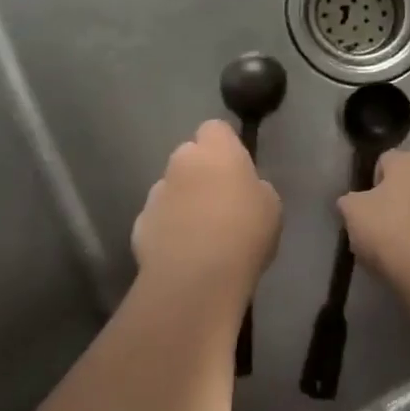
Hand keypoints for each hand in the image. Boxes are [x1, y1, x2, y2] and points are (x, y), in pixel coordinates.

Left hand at [132, 120, 281, 308]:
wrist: (195, 281)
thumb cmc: (244, 234)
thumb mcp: (270, 207)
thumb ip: (255, 188)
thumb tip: (243, 191)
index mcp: (216, 150)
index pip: (215, 129)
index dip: (225, 146)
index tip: (236, 170)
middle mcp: (181, 162)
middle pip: (189, 157)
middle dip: (200, 173)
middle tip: (219, 202)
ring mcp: (156, 193)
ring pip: (171, 188)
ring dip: (182, 202)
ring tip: (199, 235)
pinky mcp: (139, 226)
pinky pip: (157, 220)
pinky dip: (167, 231)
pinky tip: (182, 255)